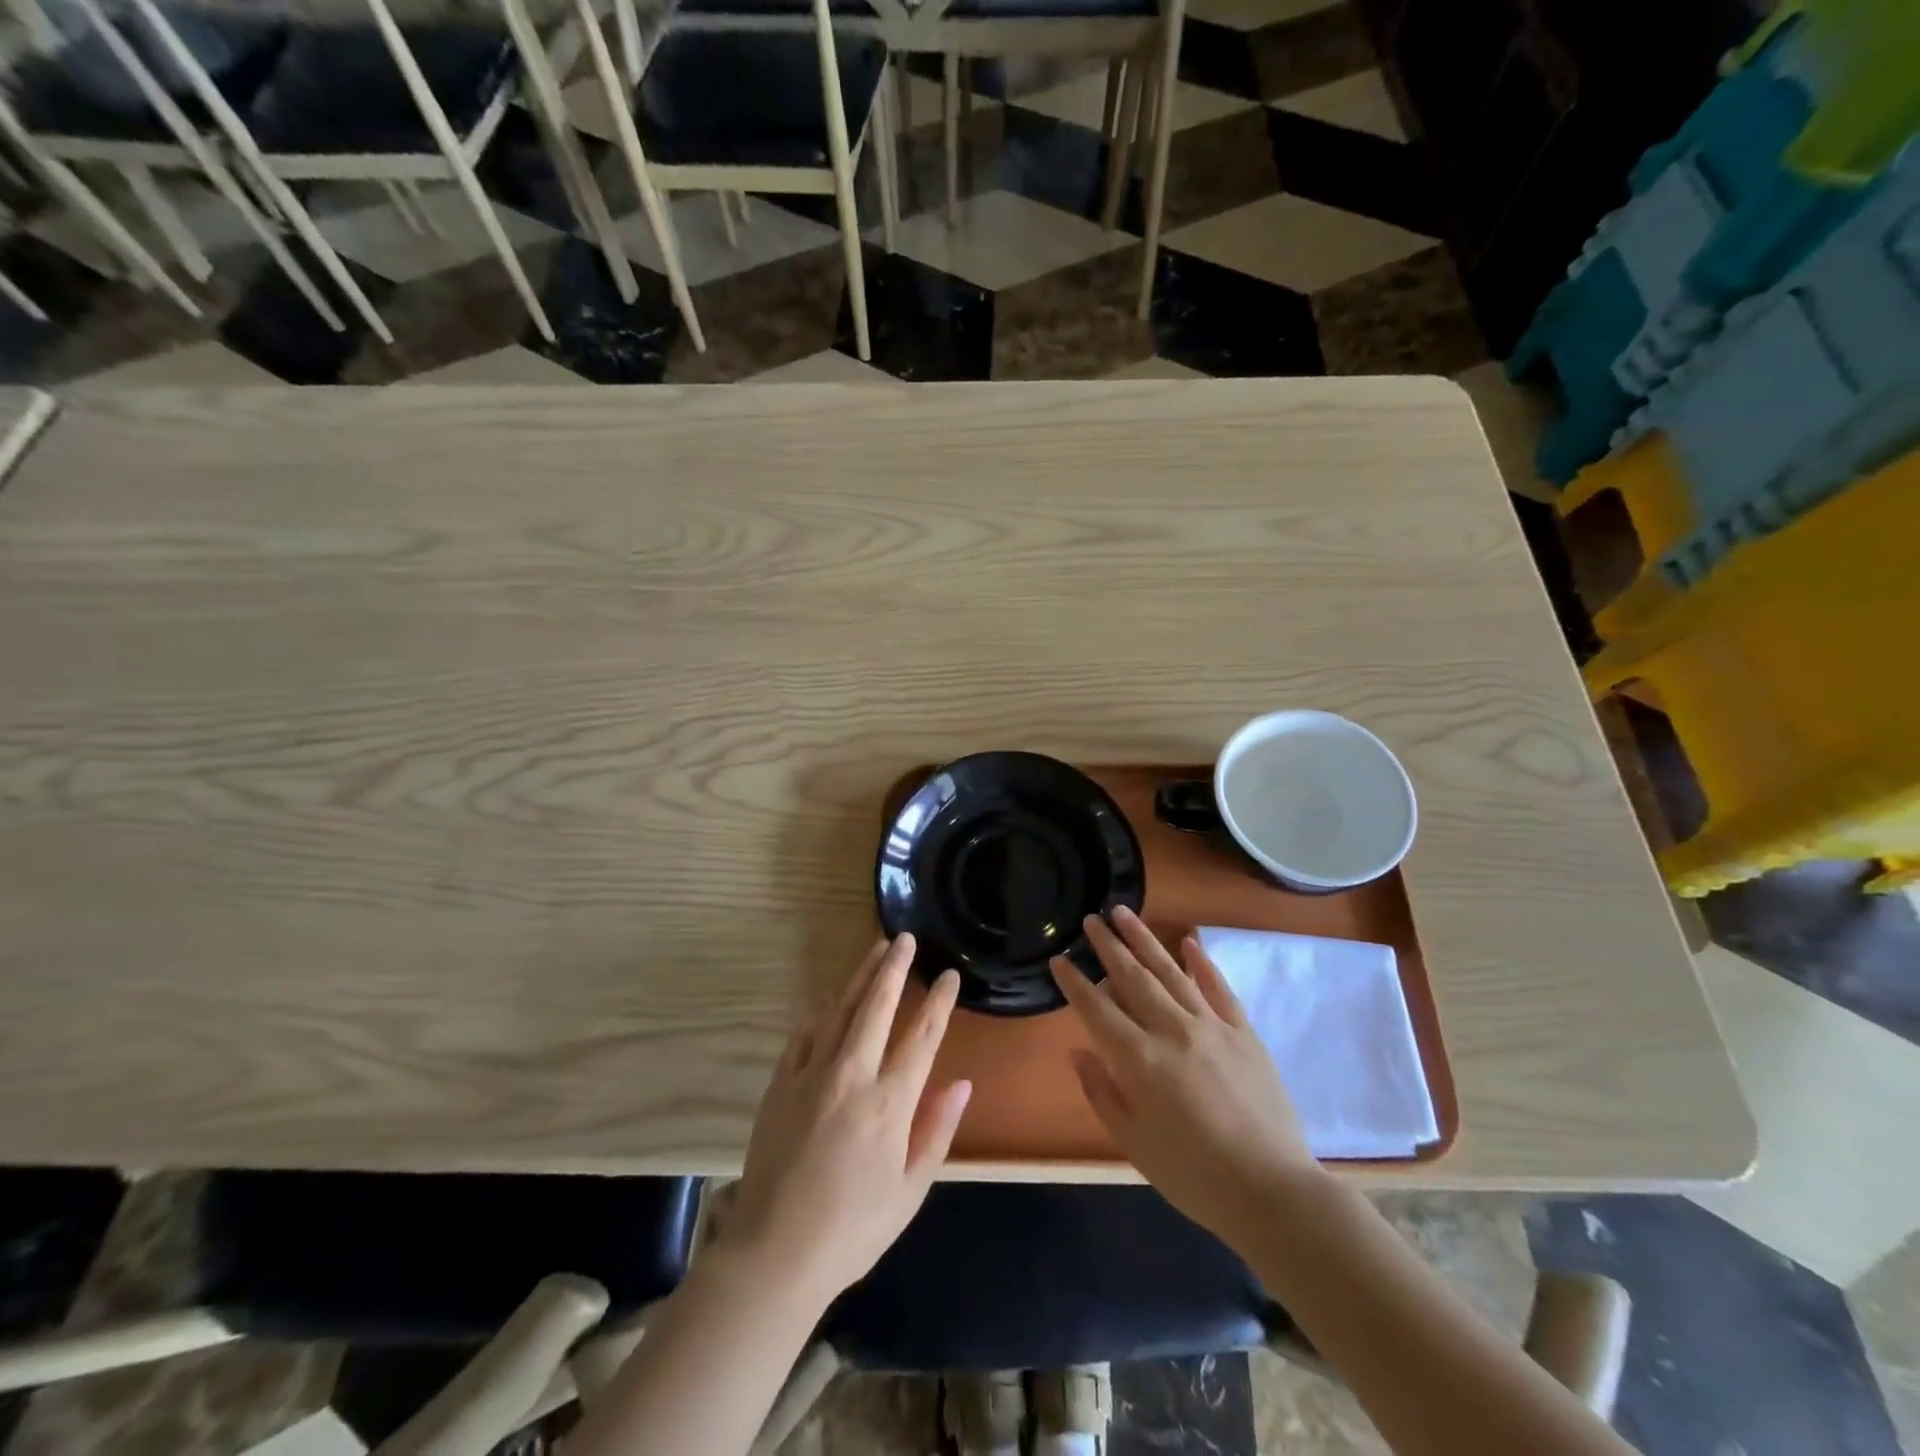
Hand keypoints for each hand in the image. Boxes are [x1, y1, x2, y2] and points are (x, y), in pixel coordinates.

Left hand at [720, 934, 971, 1306]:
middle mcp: (852, 1077)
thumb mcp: (910, 1191)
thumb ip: (936, 1131)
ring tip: (875, 950)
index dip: (938, 1002)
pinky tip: (832, 1000)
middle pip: (877, 1006)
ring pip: (841, 1010)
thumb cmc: (853, 1228)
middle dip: (894, 968)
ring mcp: (812, 1075)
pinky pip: (805, 1034)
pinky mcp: (781, 1083)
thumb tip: (961, 1083)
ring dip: (861, 977)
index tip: (949, 975)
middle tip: (905, 938)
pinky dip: (823, 1011)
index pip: (922, 1037)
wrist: (774, 1253)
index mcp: (889, 1104)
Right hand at [1051, 907, 1322, 1245]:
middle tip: (1091, 919)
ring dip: (1144, 939)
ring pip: (1171, 972)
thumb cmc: (1194, 1176)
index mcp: (1140, 1060)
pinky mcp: (1244, 1033)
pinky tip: (1188, 940)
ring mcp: (1212, 1027)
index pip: (1097, 1009)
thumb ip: (1102, 1093)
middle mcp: (1172, 1031)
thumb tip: (1078, 1052)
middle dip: (1108, 946)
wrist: (1272, 1192)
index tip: (1059, 960)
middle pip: (1132, 978)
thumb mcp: (1134, 1144)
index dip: (1074, 983)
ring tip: (1124, 913)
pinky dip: (1202, 962)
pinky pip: (1219, 988)